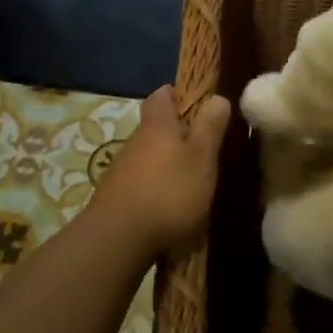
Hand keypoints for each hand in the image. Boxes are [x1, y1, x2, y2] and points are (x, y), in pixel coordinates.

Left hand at [83, 86, 232, 258]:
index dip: (175, 93)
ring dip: (164, 163)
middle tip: (200, 146)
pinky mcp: (114, 198)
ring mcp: (120, 170)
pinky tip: (167, 206)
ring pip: (146, 156)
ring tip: (188, 180)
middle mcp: (135, 142)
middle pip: (154, 127)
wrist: (117, 239)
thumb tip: (218, 97)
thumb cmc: (168, 192)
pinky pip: (138, 182)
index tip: (193, 101)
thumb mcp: (201, 158)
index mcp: (157, 126)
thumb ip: (210, 128)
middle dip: (175, 133)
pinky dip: (153, 187)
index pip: (161, 95)